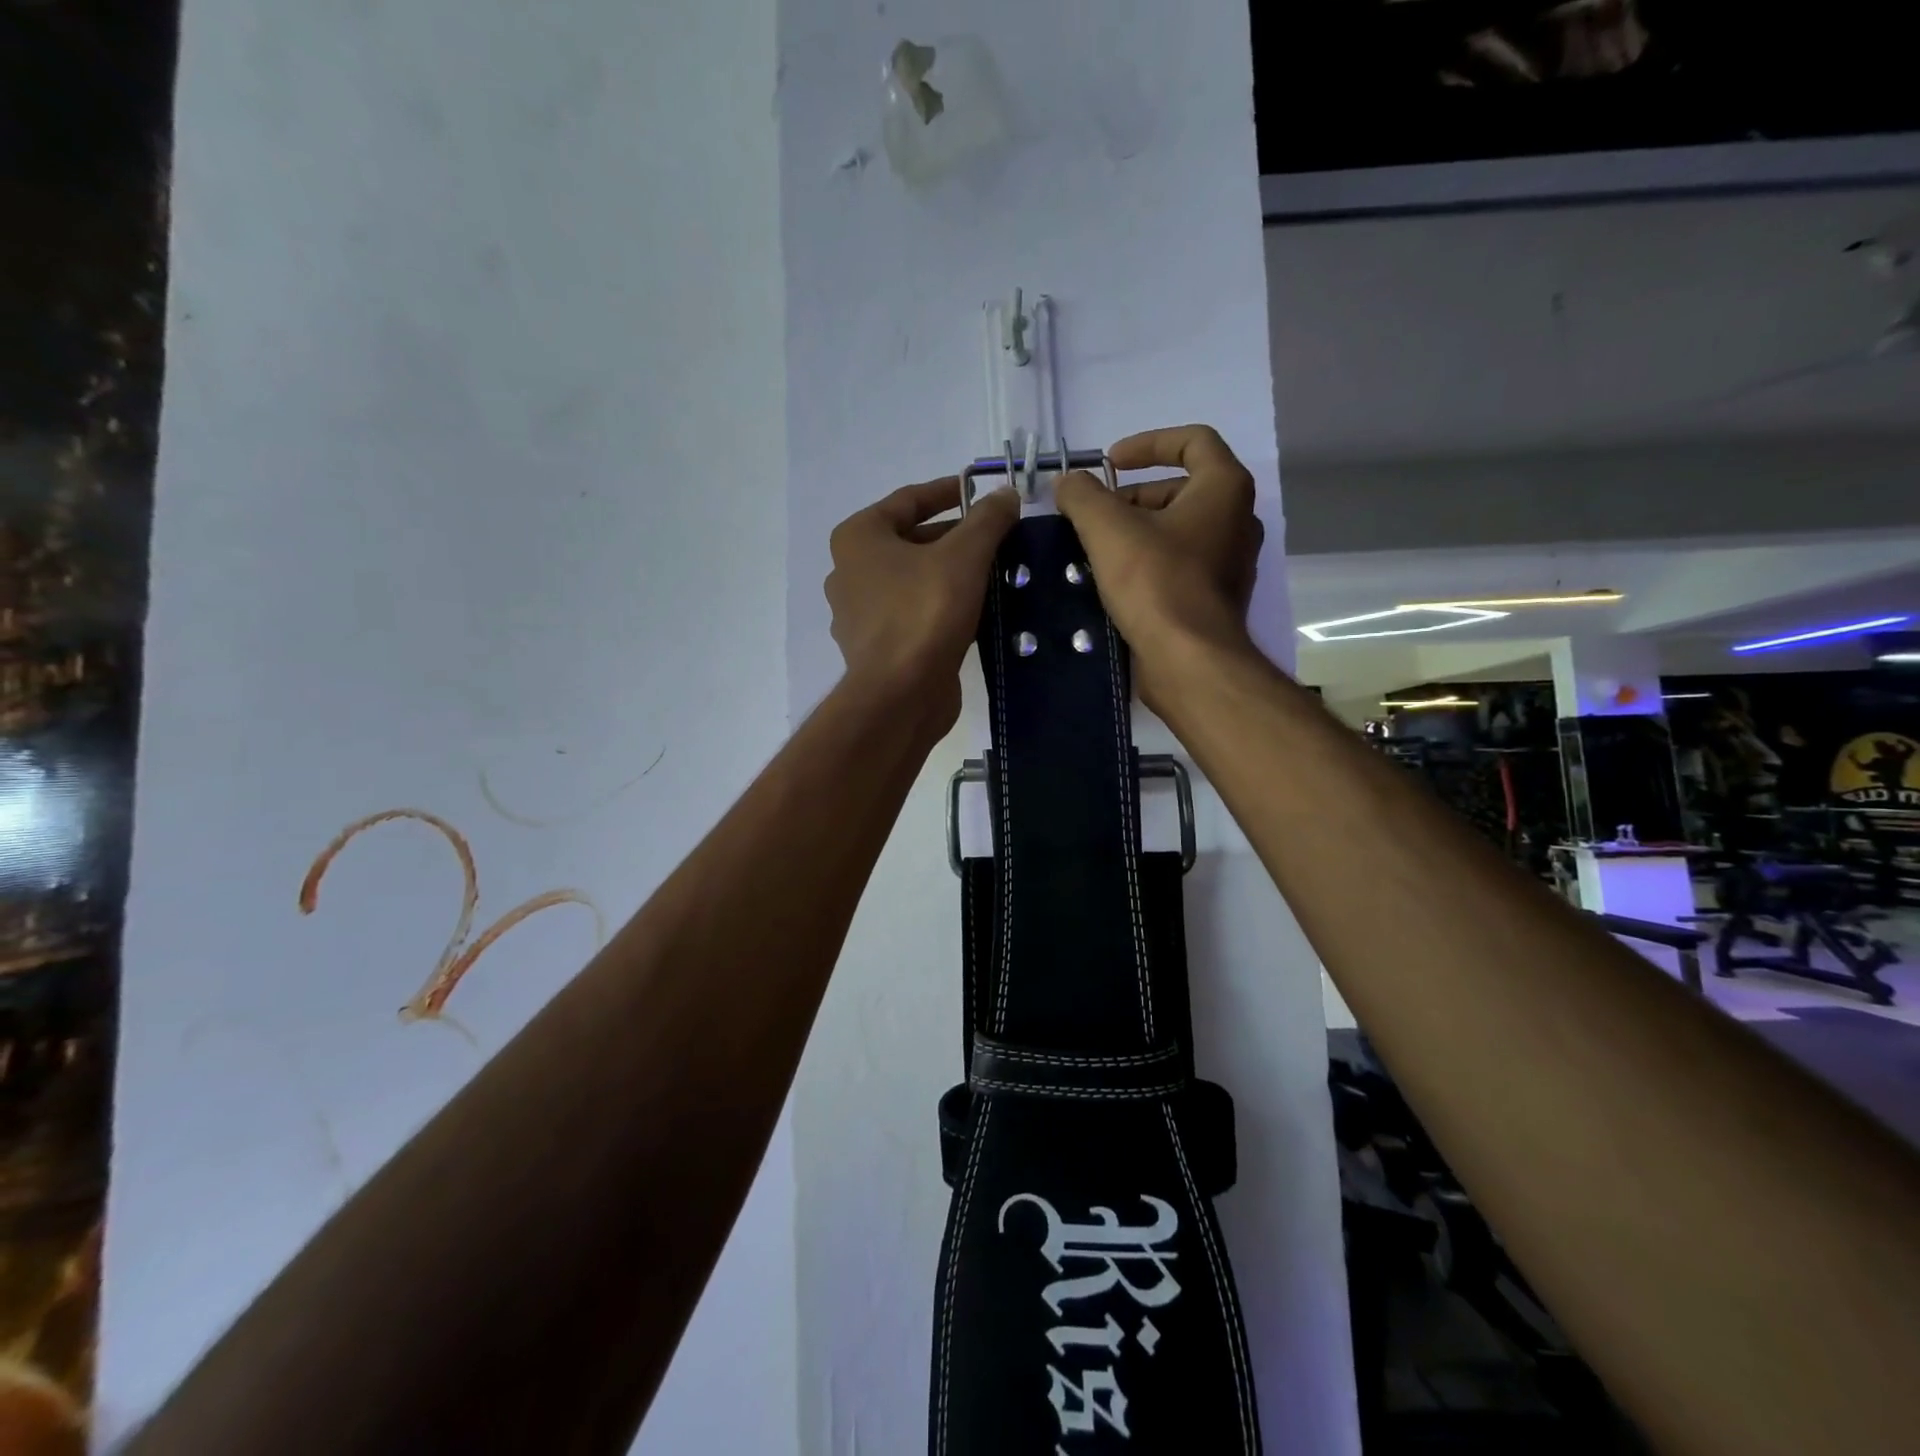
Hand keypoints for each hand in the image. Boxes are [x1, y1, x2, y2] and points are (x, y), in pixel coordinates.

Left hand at [825, 477, 1019, 732]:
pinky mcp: (875, 648)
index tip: (981, 492)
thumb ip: (987, 520)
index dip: (948, 492)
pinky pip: (912, 614)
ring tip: (993, 573)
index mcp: (857, 538)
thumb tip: (1006, 494)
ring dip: (949, 574)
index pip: (908, 500)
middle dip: (954, 538)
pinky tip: (973, 612)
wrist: (900, 695)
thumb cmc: (924, 612)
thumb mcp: (964, 556)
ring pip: (911, 581)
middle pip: (910, 541)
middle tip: (996, 539)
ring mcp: (858, 614)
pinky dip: (939, 607)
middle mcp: (848, 572)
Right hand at [1055, 425, 1263, 714]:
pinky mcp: (1214, 598)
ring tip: (1094, 549)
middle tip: (1093, 515)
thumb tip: (1068, 482)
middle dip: (1131, 496)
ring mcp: (1230, 562)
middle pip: (1180, 488)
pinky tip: (1112, 581)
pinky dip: (1147, 562)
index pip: (1192, 441)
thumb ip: (1083, 495)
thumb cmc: (1156, 583)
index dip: (1147, 443)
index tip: (1109, 462)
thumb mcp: (1108, 528)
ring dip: (1135, 531)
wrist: (1189, 661)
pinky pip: (1178, 564)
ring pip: (1177, 529)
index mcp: (1224, 488)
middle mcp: (1237, 520)